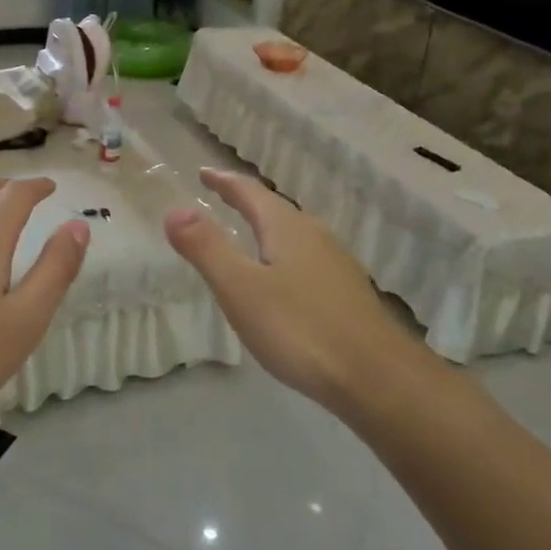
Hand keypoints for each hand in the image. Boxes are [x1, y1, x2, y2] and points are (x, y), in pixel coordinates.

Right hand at [165, 168, 422, 412]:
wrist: (376, 377)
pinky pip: (305, 259)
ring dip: (266, 227)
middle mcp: (315, 236)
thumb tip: (174, 210)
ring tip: (248, 232)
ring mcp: (336, 264)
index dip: (224, 181)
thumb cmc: (300, 329)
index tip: (203, 172)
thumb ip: (206, 248)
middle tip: (220, 197)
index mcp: (287, 228)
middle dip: (245, 201)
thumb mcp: (240, 288)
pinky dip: (282, 254)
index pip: (249, 192)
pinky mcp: (346, 293)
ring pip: (293, 234)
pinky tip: (282, 279)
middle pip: (274, 209)